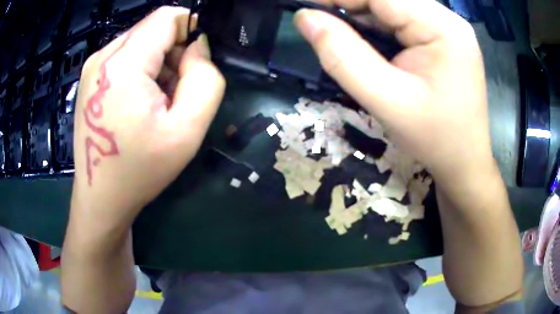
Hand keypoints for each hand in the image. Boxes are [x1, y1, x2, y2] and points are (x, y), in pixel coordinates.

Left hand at [71, 6, 224, 227]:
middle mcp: (103, 56)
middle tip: (175, 94)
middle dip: (174, 53)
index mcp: (122, 64)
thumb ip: (206, 79)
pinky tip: (138, 104)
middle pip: (153, 29)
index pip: (168, 16)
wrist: (101, 198)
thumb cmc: (140, 170)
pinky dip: (141, 71)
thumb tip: (198, 47)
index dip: (191, 30)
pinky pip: (126, 57)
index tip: (197, 63)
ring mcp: (93, 67)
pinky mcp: (90, 78)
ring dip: (158, 64)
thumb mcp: (187, 130)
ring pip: (140, 43)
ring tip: (156, 104)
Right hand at [295, 0, 492, 184]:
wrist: (464, 161)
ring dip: (363, 18)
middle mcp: (447, 19)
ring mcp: (446, 27)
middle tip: (322, 27)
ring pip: (392, 8)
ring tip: (346, 42)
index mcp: (443, 28)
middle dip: (351, 8)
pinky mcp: (442, 37)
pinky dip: (378, 28)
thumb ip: (342, 56)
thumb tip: (304, 18)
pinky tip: (370, 47)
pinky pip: (401, 21)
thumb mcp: (386, 100)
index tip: (306, 8)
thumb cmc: (433, 138)